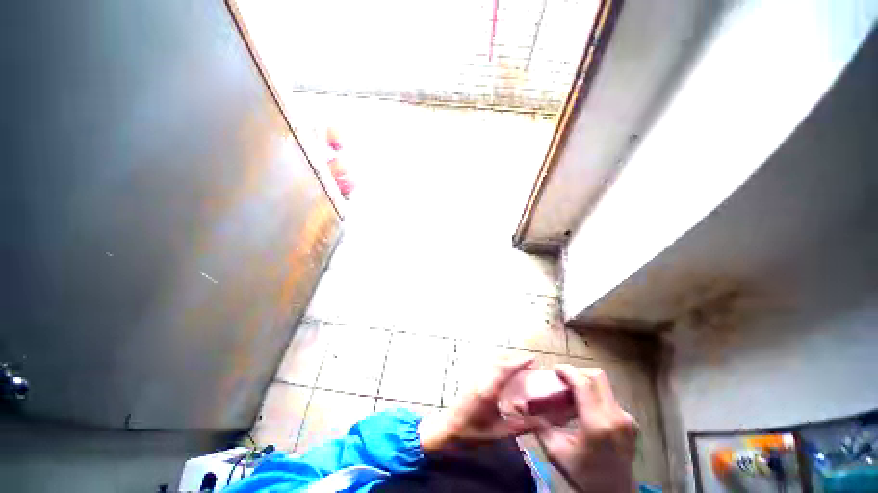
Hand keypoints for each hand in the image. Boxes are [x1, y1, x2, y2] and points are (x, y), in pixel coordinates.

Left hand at [419, 355, 547, 451]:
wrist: (448, 429)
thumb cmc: (473, 432)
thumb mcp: (499, 432)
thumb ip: (521, 426)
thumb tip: (542, 421)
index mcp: (489, 390)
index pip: (506, 369)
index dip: (520, 362)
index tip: (533, 359)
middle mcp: (481, 378)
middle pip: (499, 359)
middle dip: (514, 357)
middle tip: (528, 362)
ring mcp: (474, 375)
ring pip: (491, 358)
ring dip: (505, 357)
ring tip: (517, 363)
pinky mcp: (471, 376)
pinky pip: (486, 362)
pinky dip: (497, 360)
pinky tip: (502, 368)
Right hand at [536, 365, 637, 492]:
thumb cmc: (583, 475)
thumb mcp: (555, 452)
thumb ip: (538, 425)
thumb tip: (519, 405)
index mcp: (597, 425)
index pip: (583, 384)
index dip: (568, 371)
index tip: (555, 369)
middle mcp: (616, 418)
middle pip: (597, 377)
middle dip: (578, 373)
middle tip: (563, 380)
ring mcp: (627, 419)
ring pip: (604, 385)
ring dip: (586, 384)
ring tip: (572, 394)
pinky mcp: (631, 422)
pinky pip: (609, 397)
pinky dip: (594, 395)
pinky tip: (585, 408)